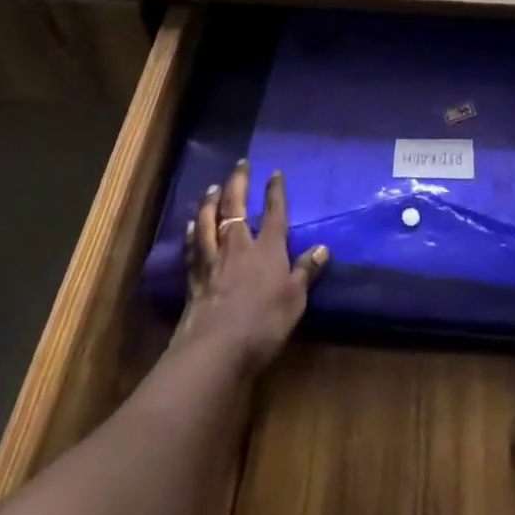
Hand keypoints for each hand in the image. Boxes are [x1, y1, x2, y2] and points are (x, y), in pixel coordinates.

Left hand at [172, 160, 327, 377]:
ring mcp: (213, 260)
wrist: (216, 350)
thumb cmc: (263, 323)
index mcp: (268, 249)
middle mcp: (239, 246)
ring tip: (214, 186)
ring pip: (209, 221)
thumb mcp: (295, 300)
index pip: (274, 212)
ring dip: (211, 201)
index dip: (276, 191)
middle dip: (239, 182)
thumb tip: (323, 247)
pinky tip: (191, 224)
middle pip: (237, 207)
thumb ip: (306, 271)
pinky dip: (192, 232)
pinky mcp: (194, 278)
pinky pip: (193, 247)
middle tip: (241, 164)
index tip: (275, 172)